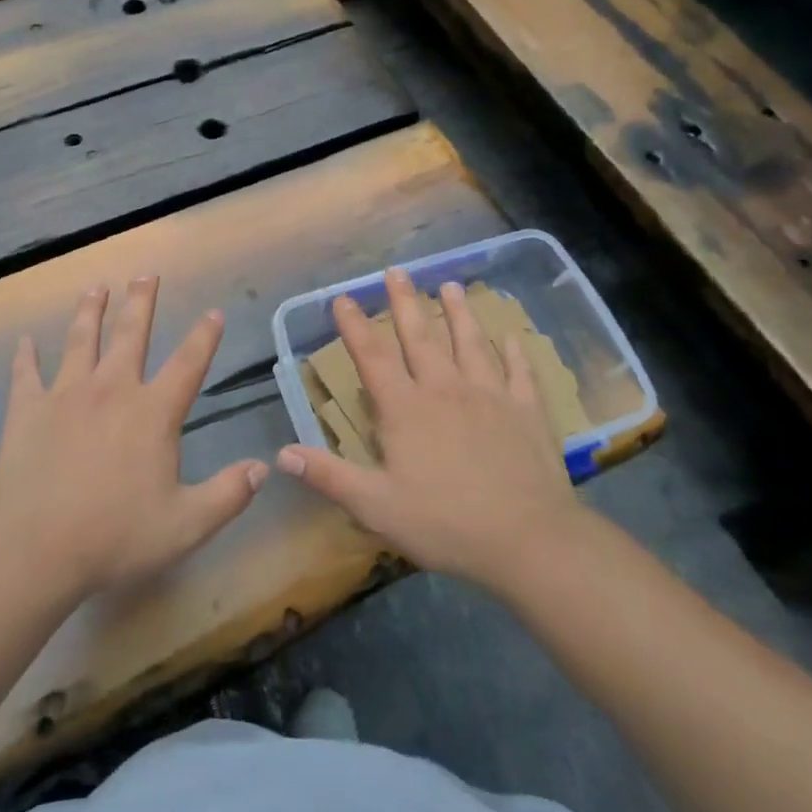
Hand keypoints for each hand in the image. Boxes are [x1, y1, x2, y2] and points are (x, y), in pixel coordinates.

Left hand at [0, 278, 268, 602]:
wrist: (34, 547)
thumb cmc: (115, 537)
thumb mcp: (186, 525)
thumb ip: (228, 495)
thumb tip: (262, 469)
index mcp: (152, 412)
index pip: (187, 363)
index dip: (204, 336)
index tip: (213, 312)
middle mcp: (111, 389)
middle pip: (131, 334)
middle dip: (141, 302)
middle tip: (146, 274)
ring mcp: (65, 395)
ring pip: (81, 340)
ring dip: (90, 311)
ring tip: (95, 287)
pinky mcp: (26, 410)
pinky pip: (25, 374)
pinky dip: (25, 357)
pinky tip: (24, 341)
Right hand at [277, 268, 588, 589]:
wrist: (530, 541)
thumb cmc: (445, 524)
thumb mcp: (376, 506)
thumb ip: (329, 476)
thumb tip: (282, 454)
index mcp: (406, 409)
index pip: (372, 357)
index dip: (355, 325)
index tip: (343, 297)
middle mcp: (445, 390)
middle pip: (420, 337)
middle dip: (404, 302)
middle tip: (396, 270)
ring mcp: (490, 397)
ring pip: (470, 344)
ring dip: (458, 313)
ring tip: (450, 286)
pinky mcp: (526, 413)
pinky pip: (519, 373)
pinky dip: (514, 352)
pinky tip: (511, 336)